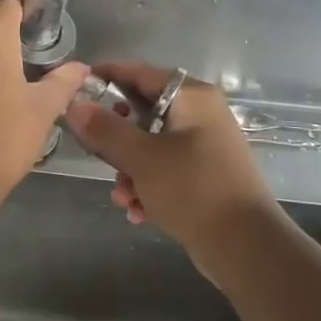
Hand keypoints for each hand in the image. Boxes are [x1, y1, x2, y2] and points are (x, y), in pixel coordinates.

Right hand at [63, 62, 282, 260]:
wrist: (246, 248)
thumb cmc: (193, 190)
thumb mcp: (142, 158)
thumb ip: (105, 129)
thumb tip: (74, 104)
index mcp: (192, 98)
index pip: (141, 73)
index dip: (107, 76)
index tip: (76, 86)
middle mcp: (201, 115)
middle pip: (143, 111)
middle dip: (115, 139)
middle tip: (94, 152)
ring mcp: (205, 146)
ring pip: (150, 145)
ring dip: (129, 170)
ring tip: (122, 197)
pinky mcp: (205, 175)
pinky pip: (165, 169)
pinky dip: (148, 185)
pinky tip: (138, 212)